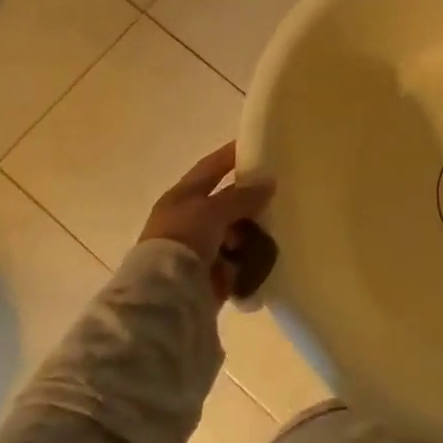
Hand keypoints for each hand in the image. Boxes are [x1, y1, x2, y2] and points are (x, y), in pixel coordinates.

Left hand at [138, 143, 274, 301]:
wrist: (165, 297)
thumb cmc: (184, 240)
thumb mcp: (214, 210)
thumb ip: (242, 196)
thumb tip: (269, 182)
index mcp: (181, 198)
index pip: (209, 168)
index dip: (230, 156)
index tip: (256, 146)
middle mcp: (187, 221)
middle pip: (223, 203)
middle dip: (248, 200)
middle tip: (278, 193)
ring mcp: (197, 250)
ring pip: (232, 233)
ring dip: (251, 232)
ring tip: (275, 230)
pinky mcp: (207, 276)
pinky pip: (235, 261)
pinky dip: (248, 259)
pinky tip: (267, 255)